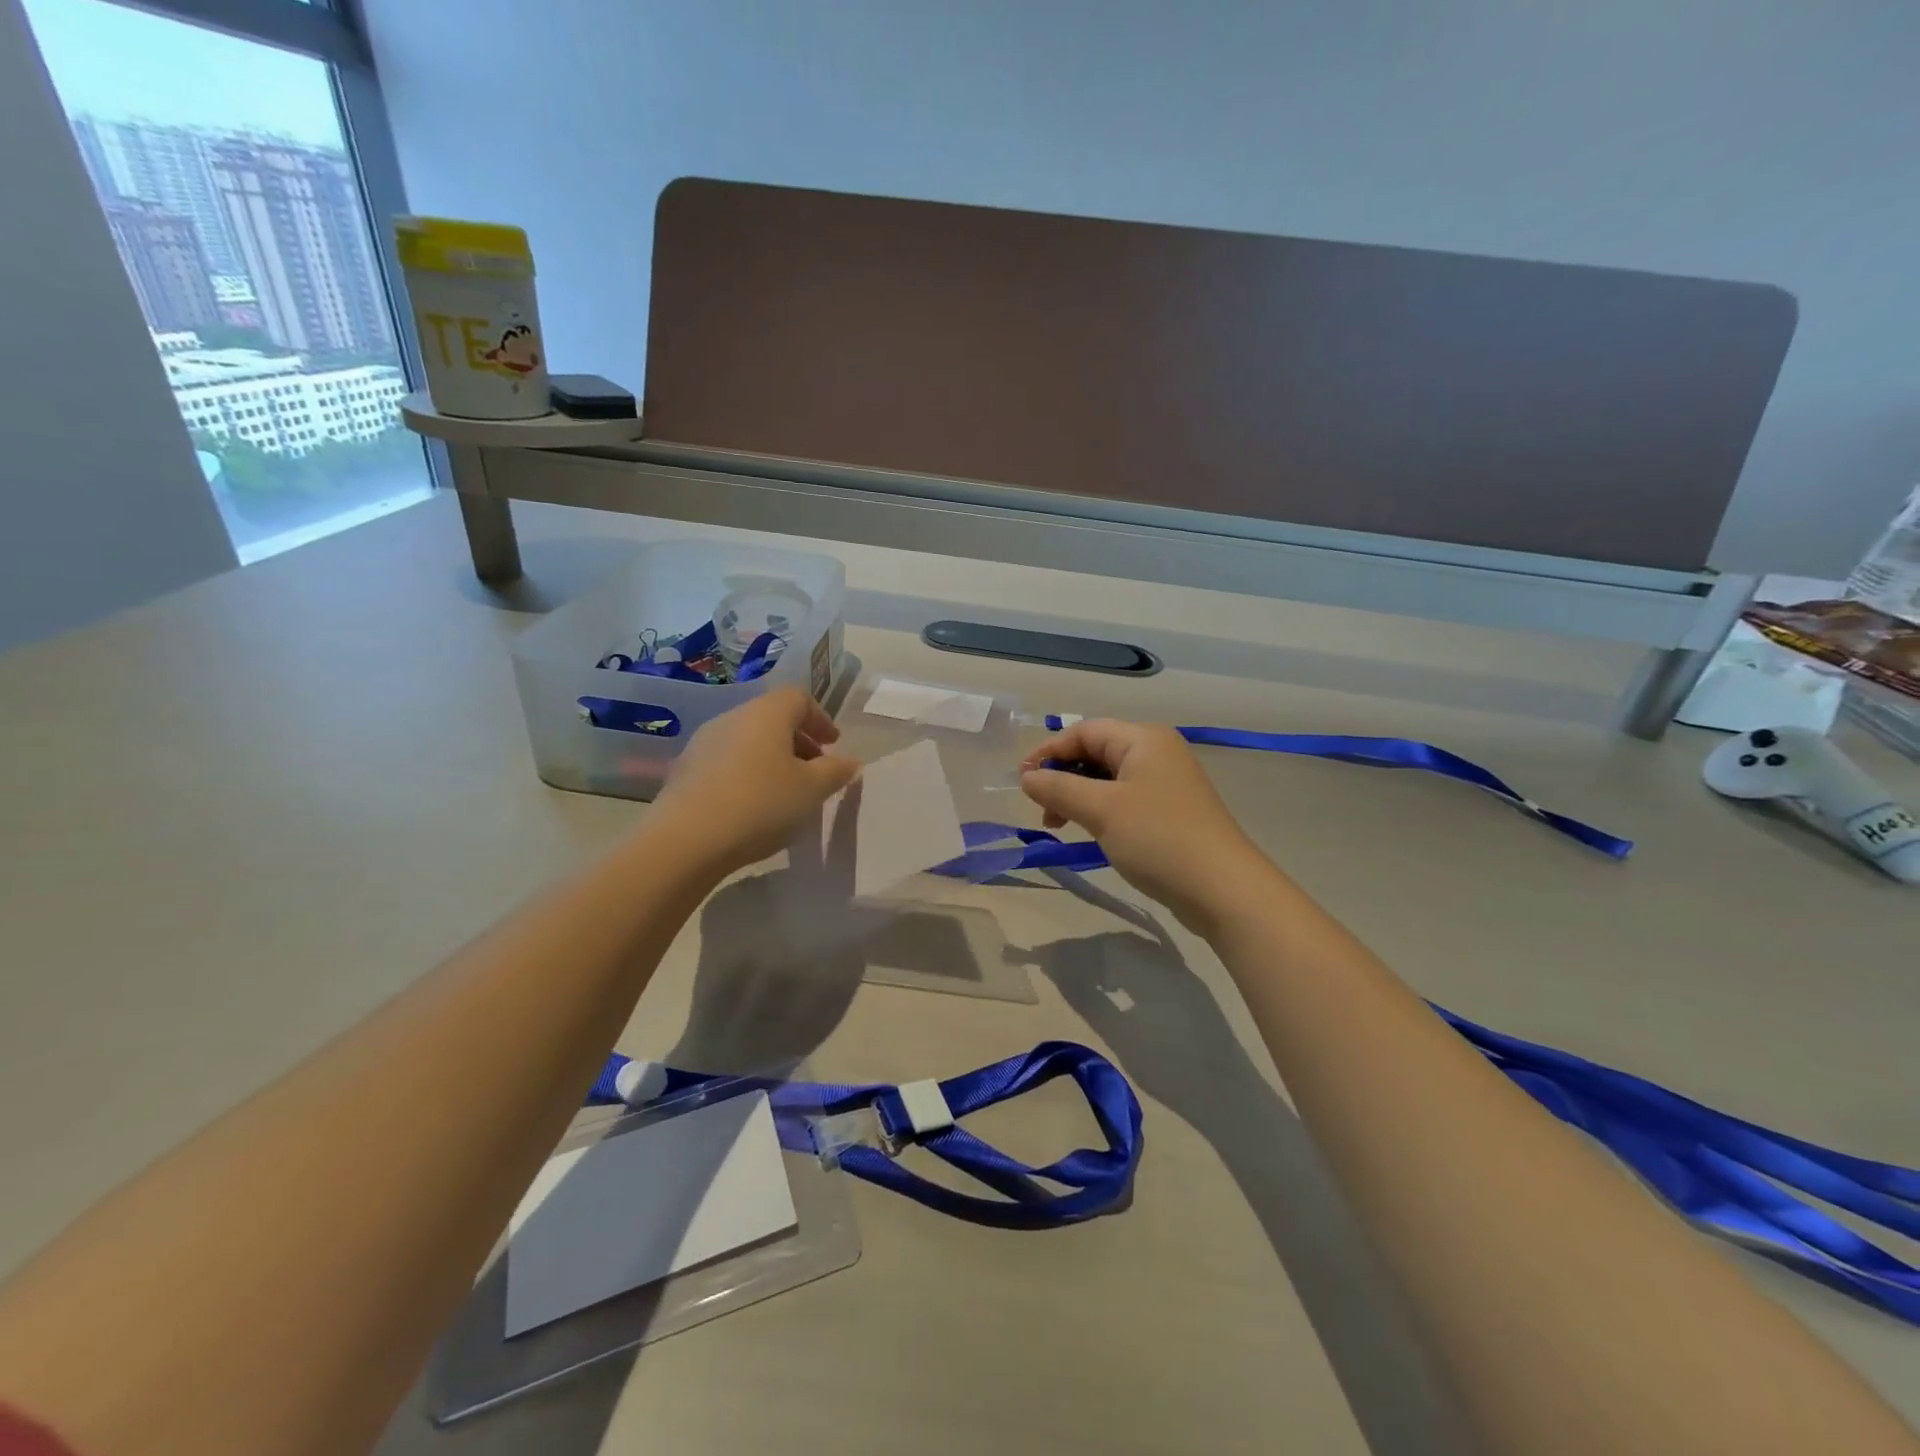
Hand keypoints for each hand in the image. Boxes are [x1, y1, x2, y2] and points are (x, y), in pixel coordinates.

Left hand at [655, 688, 859, 873]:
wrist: (686, 840)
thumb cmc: (761, 804)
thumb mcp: (812, 790)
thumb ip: (836, 771)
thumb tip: (850, 761)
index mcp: (767, 713)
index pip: (799, 698)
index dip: (821, 718)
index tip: (833, 744)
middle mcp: (733, 717)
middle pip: (772, 717)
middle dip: (798, 740)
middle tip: (815, 769)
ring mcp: (704, 742)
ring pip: (748, 740)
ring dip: (772, 758)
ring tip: (785, 791)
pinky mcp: (685, 769)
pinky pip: (727, 761)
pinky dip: (747, 773)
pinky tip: (752, 805)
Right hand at [1020, 720, 1271, 931]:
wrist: (1223, 889)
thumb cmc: (1158, 838)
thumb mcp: (1101, 810)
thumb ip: (1059, 788)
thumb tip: (1027, 777)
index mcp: (1143, 739)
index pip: (1084, 731)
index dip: (1049, 751)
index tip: (1021, 780)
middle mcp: (1157, 752)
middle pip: (1096, 752)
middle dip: (1063, 776)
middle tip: (1042, 809)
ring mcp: (1167, 783)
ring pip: (1109, 779)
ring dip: (1078, 796)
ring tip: (1060, 825)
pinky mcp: (1171, 811)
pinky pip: (1125, 800)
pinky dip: (1100, 811)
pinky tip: (1090, 833)